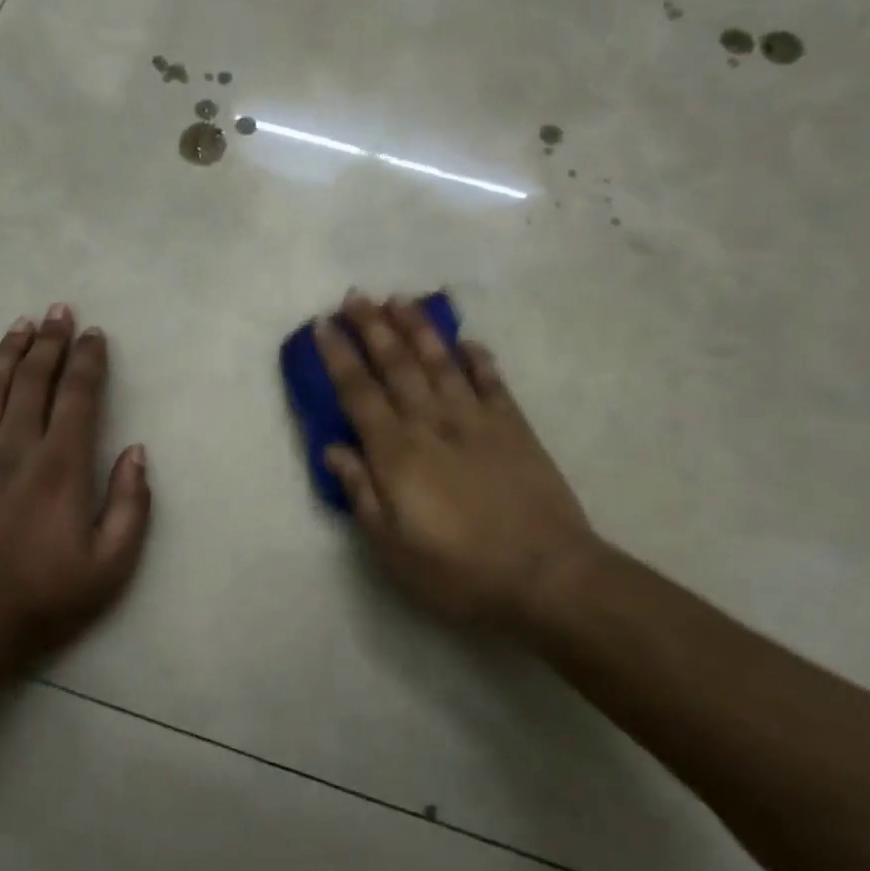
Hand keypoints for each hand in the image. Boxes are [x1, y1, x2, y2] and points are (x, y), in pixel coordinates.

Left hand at [0, 305, 150, 678]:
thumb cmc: (44, 598)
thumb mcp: (111, 564)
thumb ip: (130, 504)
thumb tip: (137, 452)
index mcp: (61, 466)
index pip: (78, 396)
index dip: (89, 361)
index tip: (94, 334)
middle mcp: (16, 449)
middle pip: (34, 381)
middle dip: (49, 343)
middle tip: (58, 312)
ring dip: (7, 355)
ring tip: (20, 325)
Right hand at [316, 292, 601, 630]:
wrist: (545, 574)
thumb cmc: (458, 570)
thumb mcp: (392, 547)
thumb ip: (362, 493)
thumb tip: (334, 449)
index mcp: (397, 452)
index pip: (358, 392)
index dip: (338, 355)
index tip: (324, 324)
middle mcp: (432, 423)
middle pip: (396, 364)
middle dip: (372, 327)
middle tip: (356, 296)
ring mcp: (476, 420)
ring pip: (440, 361)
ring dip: (417, 328)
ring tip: (400, 299)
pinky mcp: (514, 427)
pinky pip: (492, 382)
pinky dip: (479, 358)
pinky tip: (468, 341)